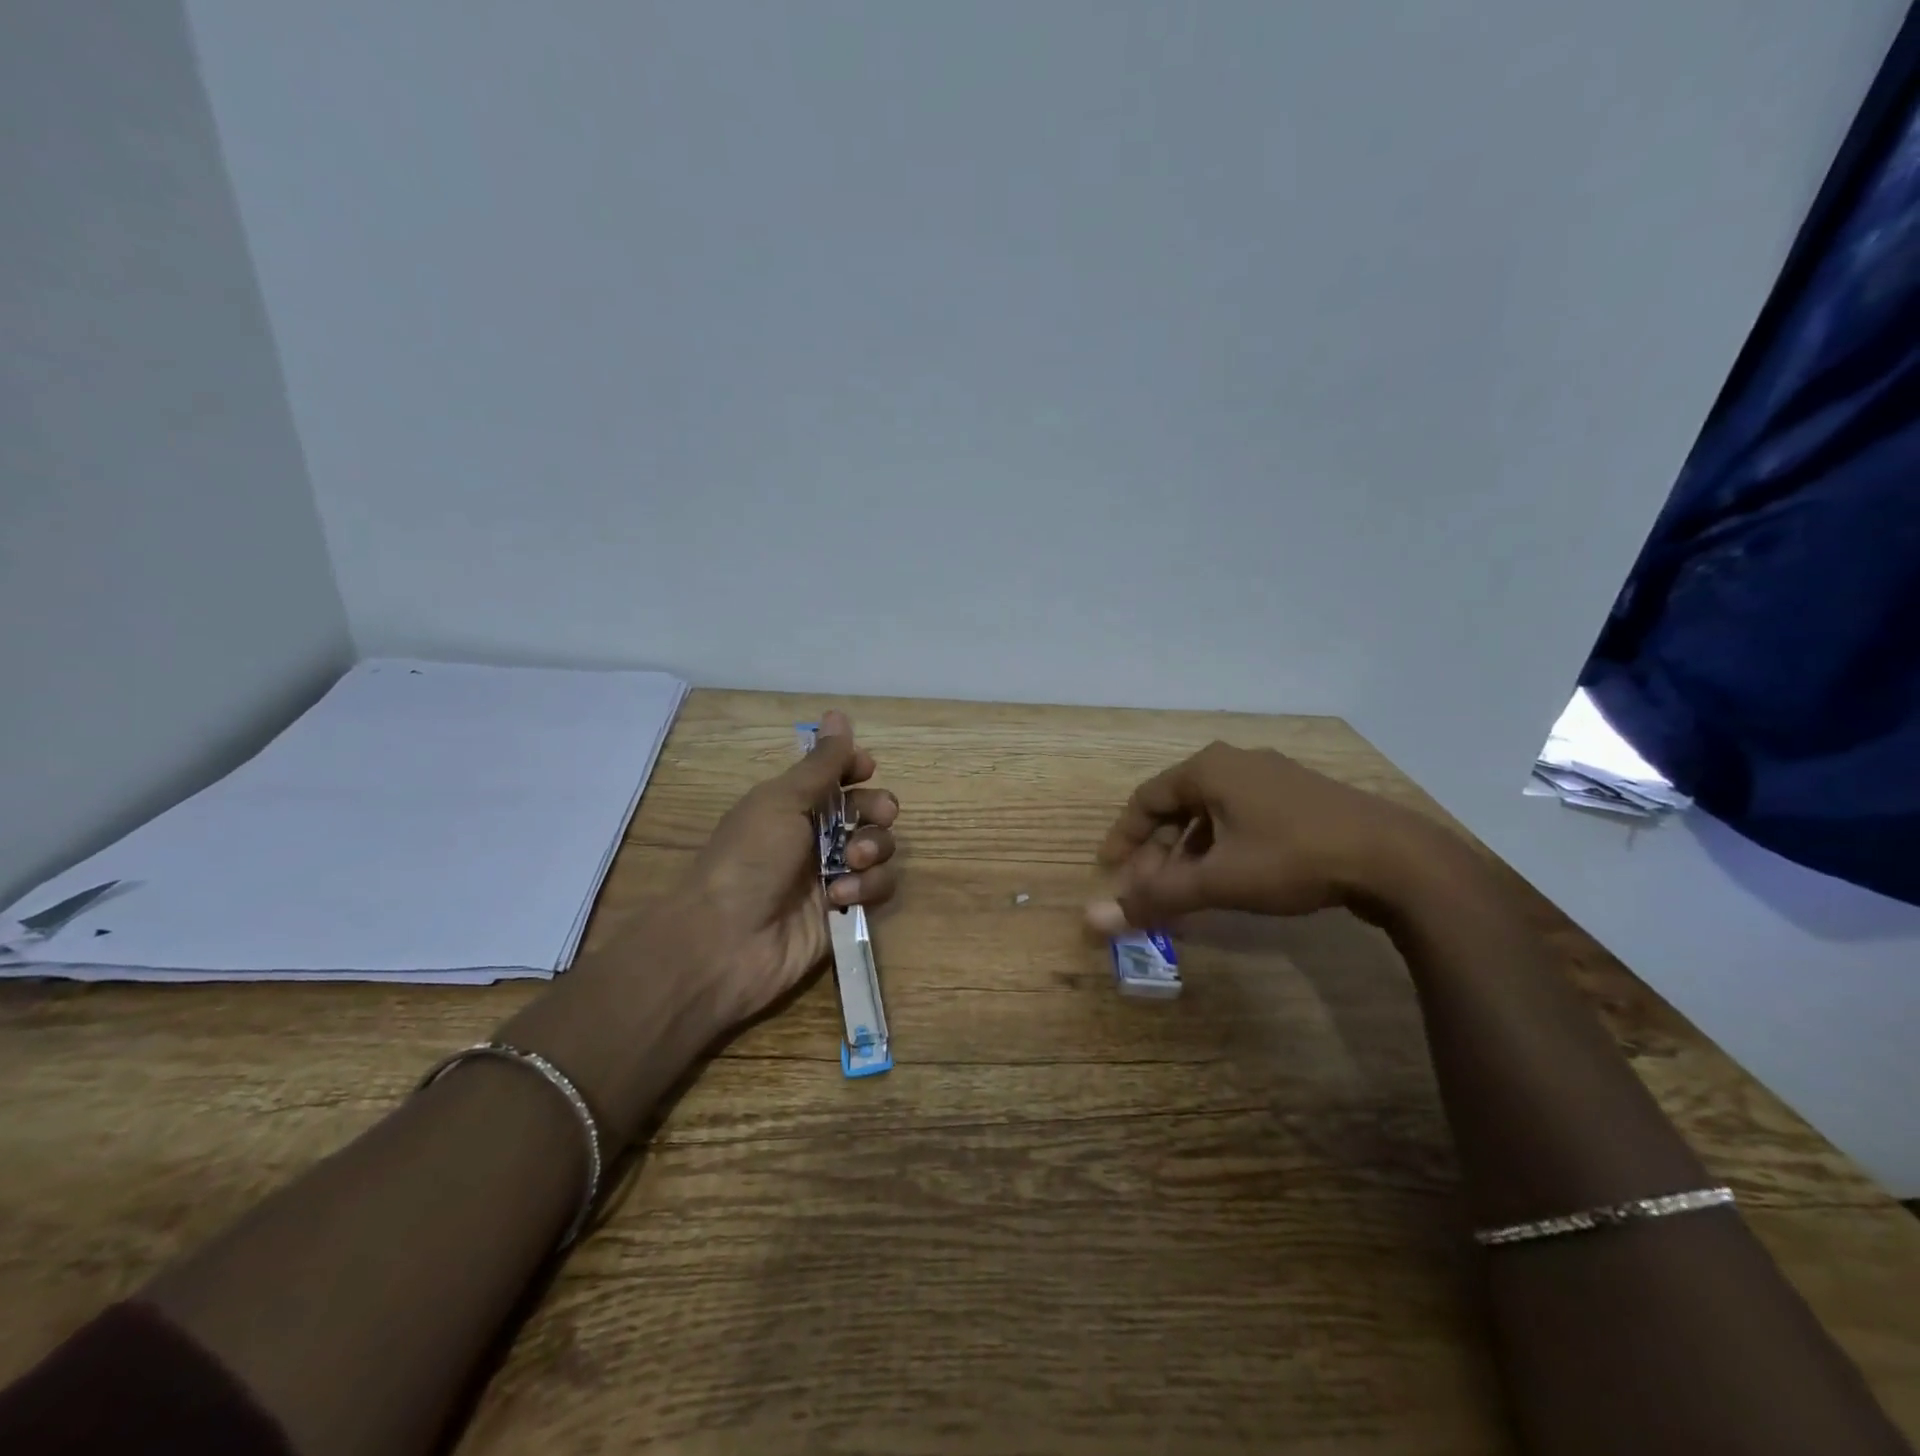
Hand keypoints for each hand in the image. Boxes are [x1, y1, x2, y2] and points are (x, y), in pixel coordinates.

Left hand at [502, 711, 897, 1149]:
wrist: (726, 941)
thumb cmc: (749, 858)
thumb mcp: (782, 801)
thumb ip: (821, 764)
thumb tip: (839, 714)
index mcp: (794, 805)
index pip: (837, 776)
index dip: (856, 768)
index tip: (865, 768)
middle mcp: (815, 837)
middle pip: (868, 811)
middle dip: (877, 809)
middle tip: (875, 815)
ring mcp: (831, 875)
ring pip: (880, 849)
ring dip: (874, 850)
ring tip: (852, 863)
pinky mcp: (844, 912)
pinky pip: (877, 888)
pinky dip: (865, 888)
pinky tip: (838, 897)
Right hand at [1086, 741, 1429, 932]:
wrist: (1395, 857)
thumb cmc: (1292, 858)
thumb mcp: (1218, 881)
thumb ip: (1157, 897)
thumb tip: (1095, 918)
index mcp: (1208, 769)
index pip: (1146, 799)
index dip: (1124, 837)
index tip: (1110, 870)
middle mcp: (1235, 763)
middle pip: (1178, 806)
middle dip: (1159, 852)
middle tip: (1150, 891)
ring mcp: (1272, 776)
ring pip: (1211, 813)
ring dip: (1190, 852)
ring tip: (1187, 890)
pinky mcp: (1301, 796)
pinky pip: (1242, 816)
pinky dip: (1222, 846)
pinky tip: (1230, 877)